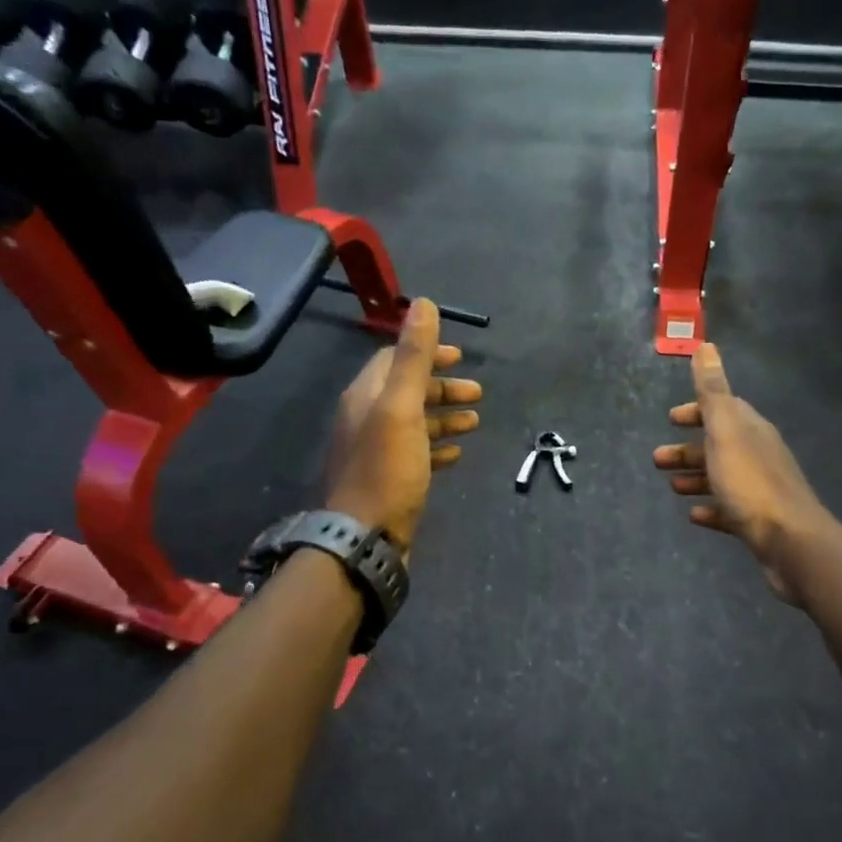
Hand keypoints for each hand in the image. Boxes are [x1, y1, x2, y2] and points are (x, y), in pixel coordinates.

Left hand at [325, 298, 480, 553]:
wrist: (363, 538)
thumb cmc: (386, 469)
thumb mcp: (401, 407)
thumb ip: (413, 357)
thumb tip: (422, 303)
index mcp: (365, 397)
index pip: (394, 359)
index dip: (427, 353)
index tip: (461, 356)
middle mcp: (366, 419)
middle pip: (407, 391)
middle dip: (443, 387)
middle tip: (479, 393)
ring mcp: (376, 452)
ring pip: (415, 424)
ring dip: (445, 417)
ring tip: (476, 420)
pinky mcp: (388, 481)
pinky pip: (416, 454)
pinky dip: (437, 448)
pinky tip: (457, 455)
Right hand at [654, 343, 830, 604]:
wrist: (790, 541)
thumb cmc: (750, 482)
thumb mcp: (725, 430)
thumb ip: (713, 391)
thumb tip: (706, 345)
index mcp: (750, 430)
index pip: (723, 410)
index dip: (696, 411)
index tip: (671, 418)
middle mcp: (758, 454)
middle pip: (718, 445)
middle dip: (688, 449)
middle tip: (657, 459)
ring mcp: (759, 489)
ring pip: (721, 477)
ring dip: (695, 477)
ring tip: (671, 486)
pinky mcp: (758, 521)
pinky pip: (728, 509)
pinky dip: (710, 508)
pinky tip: (694, 514)